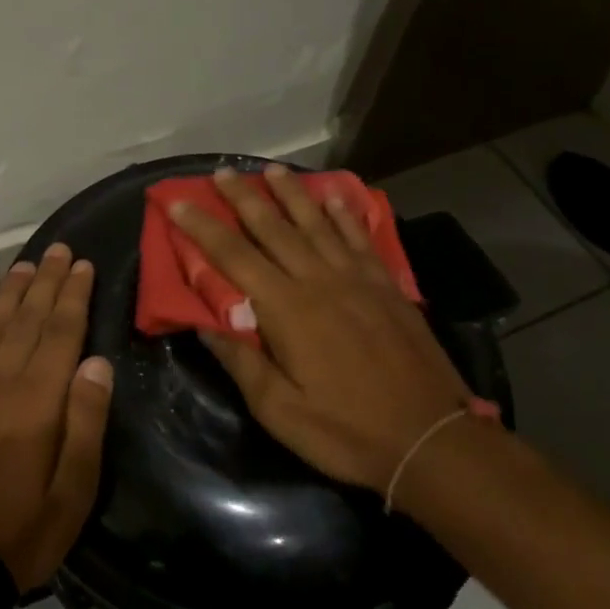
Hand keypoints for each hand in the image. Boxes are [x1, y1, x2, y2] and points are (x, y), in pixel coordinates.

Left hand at [0, 242, 112, 591]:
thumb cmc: (21, 530)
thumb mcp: (73, 491)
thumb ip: (86, 422)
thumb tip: (96, 362)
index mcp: (36, 400)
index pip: (60, 331)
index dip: (73, 295)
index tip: (82, 265)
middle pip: (26, 318)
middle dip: (46, 281)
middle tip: (59, 250)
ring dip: (11, 293)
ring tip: (27, 266)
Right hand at [172, 165, 487, 493]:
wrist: (431, 438)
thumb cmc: (346, 430)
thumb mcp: (279, 410)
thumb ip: (241, 362)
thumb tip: (204, 324)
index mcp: (287, 309)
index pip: (234, 257)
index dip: (203, 227)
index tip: (178, 203)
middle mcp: (320, 281)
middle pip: (274, 228)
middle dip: (244, 198)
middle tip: (222, 172)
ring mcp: (358, 279)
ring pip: (317, 224)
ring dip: (292, 194)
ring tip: (272, 170)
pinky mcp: (387, 286)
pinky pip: (361, 238)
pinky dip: (345, 214)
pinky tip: (336, 196)